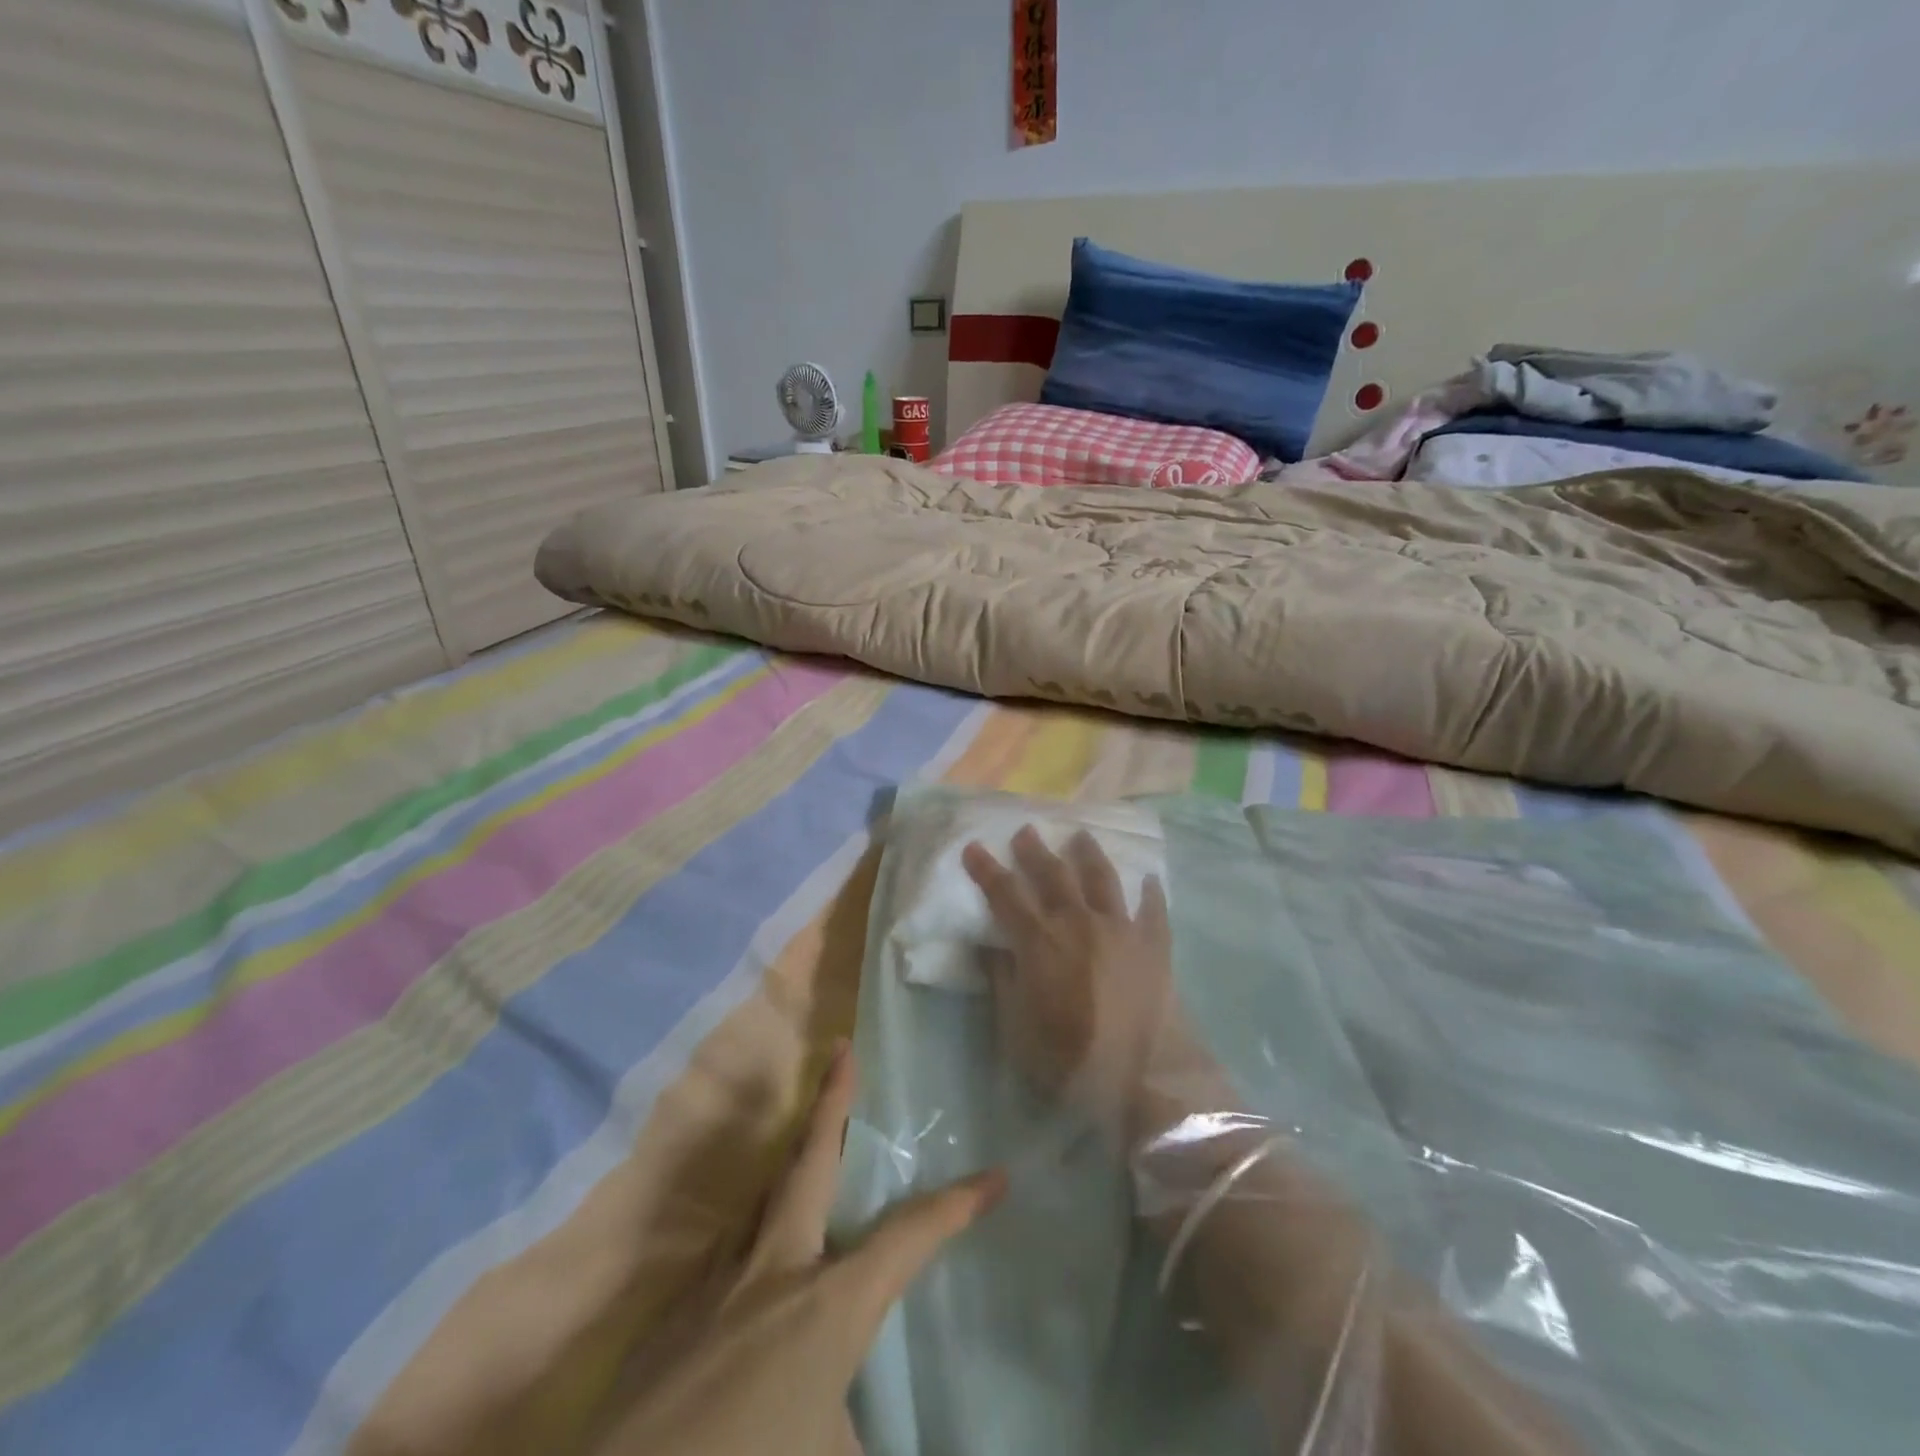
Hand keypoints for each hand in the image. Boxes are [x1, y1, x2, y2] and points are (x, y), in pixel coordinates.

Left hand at [595, 1044, 1004, 1455]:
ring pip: (764, 1197)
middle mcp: (775, 1270)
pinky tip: (755, 1262)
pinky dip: (754, 1233)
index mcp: (828, 1305)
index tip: (995, 1177)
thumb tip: (864, 1423)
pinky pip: (729, 1249)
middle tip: (842, 1049)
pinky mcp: (675, 1309)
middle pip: (812, 1162)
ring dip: (792, 1161)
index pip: (910, 1238)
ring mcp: (717, 1281)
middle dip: (832, 1101)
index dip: (957, 1205)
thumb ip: (859, 1429)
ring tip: (811, 1143)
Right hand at [962, 827, 1176, 1133]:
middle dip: (1035, 851)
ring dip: (1088, 854)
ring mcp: (1121, 929)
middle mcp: (1079, 923)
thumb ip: (1002, 983)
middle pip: (1053, 875)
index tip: (974, 848)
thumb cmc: (1070, 1062)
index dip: (987, 870)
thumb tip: (989, 947)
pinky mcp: (1155, 945)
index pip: (1005, 894)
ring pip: (1102, 879)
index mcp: (1040, 942)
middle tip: (1026, 831)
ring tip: (1080, 837)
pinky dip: (1150, 892)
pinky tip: (1149, 879)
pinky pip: (1152, 909)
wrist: (1146, 1079)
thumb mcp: (1016, 1031)